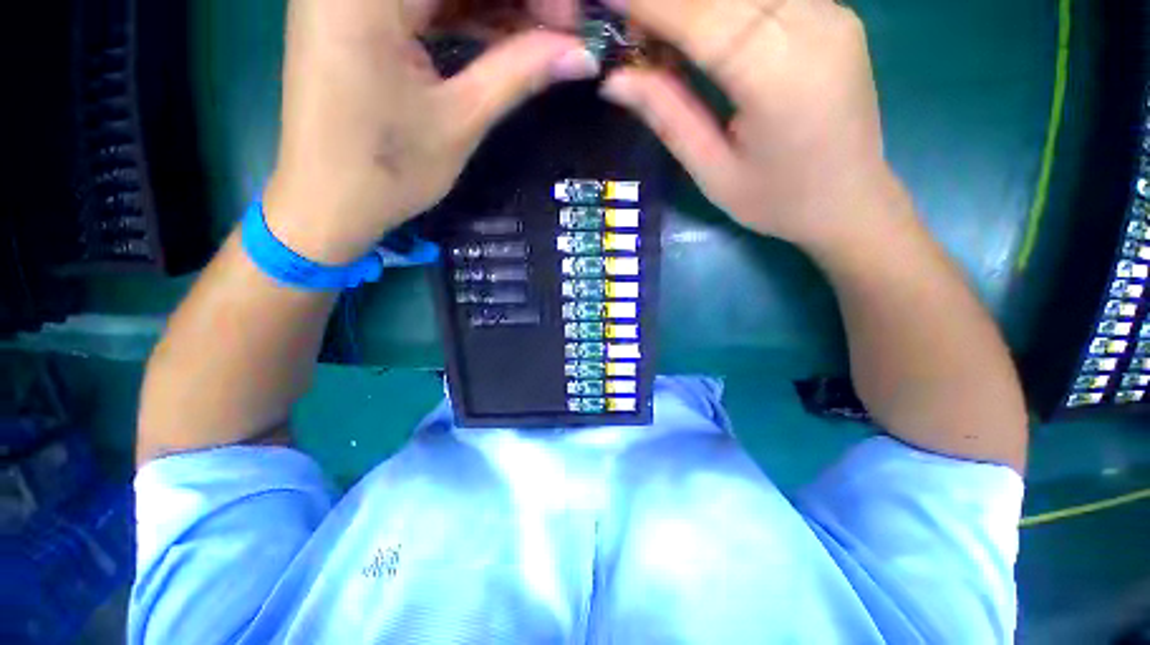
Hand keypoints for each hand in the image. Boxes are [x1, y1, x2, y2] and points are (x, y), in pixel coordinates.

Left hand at [265, 0, 597, 264]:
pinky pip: (423, 2)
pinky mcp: (357, 15)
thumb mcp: (459, 121)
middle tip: (561, 31)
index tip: (571, 21)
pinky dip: (467, 16)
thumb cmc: (388, 172)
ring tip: (541, 40)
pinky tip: (504, 38)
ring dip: (496, 6)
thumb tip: (582, 54)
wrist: (328, 204)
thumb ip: (519, 73)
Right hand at [599, 0, 897, 248]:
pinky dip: (723, 4)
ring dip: (693, 2)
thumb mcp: (712, 172)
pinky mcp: (834, 12)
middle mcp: (814, 25)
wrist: (850, 201)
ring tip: (659, 31)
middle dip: (667, 1)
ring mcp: (832, 11)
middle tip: (627, 24)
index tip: (605, 1)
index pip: (703, 19)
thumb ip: (667, 117)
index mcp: (780, 77)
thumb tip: (614, 78)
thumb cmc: (776, 201)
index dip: (650, 3)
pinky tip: (699, 25)